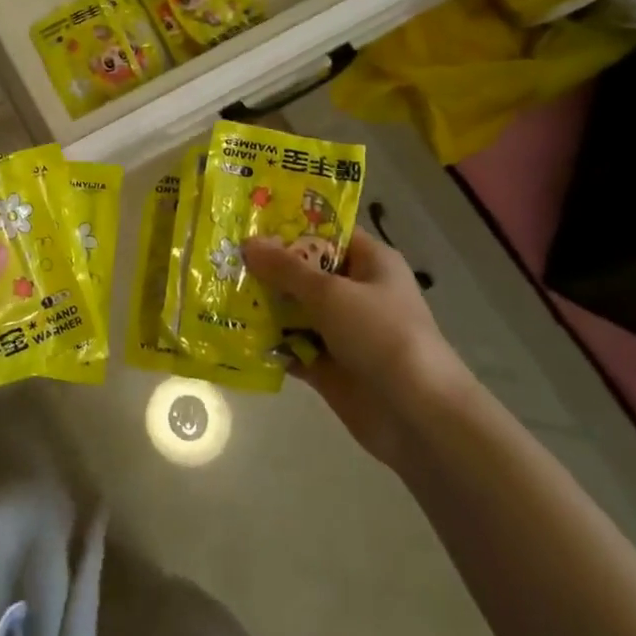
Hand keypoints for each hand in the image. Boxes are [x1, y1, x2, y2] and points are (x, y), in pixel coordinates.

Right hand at [242, 227, 469, 466]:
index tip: (247, 219)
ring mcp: (341, 330)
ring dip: (261, 304)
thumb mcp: (330, 293)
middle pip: (304, 271)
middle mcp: (355, 291)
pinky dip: (267, 343)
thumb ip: (286, 268)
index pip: (326, 232)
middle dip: (266, 266)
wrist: (419, 416)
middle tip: (220, 255)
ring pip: (293, 309)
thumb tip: (247, 242)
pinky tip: (231, 333)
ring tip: (216, 291)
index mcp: (370, 262)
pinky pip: (290, 346)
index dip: (289, 225)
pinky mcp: (328, 364)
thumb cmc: (381, 335)